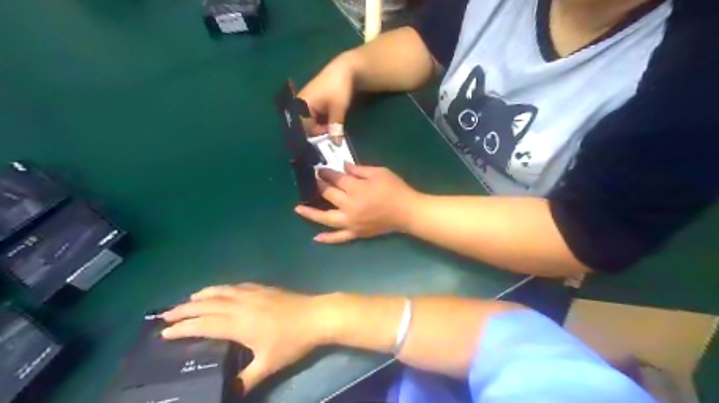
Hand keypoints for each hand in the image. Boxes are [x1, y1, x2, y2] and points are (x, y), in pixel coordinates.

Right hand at [160, 283, 330, 392]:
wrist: (316, 315)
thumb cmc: (292, 341)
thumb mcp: (268, 364)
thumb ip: (246, 380)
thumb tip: (230, 393)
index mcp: (239, 324)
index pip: (204, 325)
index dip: (183, 328)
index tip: (163, 332)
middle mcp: (242, 305)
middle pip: (208, 304)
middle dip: (185, 309)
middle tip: (166, 314)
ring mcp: (254, 293)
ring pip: (222, 291)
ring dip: (203, 294)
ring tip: (189, 299)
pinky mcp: (265, 288)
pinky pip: (237, 286)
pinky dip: (224, 288)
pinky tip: (223, 290)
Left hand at [293, 162, 418, 243]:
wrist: (408, 212)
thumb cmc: (395, 189)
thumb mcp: (379, 172)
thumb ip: (359, 169)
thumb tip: (343, 167)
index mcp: (356, 189)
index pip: (336, 179)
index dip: (327, 173)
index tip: (320, 169)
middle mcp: (349, 206)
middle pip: (329, 194)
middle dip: (320, 185)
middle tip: (314, 180)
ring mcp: (351, 222)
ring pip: (326, 218)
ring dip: (311, 213)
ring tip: (298, 209)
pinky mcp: (356, 233)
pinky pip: (340, 237)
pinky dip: (328, 239)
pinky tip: (316, 238)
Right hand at [299, 52, 356, 139]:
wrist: (345, 69)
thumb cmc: (339, 87)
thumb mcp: (338, 109)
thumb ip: (335, 127)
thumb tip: (336, 144)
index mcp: (301, 104)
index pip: (302, 128)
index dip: (313, 138)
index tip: (324, 145)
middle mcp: (299, 105)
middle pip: (305, 127)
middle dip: (317, 135)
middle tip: (331, 139)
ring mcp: (305, 104)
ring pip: (310, 124)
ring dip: (320, 130)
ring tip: (332, 132)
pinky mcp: (311, 105)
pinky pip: (313, 119)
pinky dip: (321, 124)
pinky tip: (330, 127)